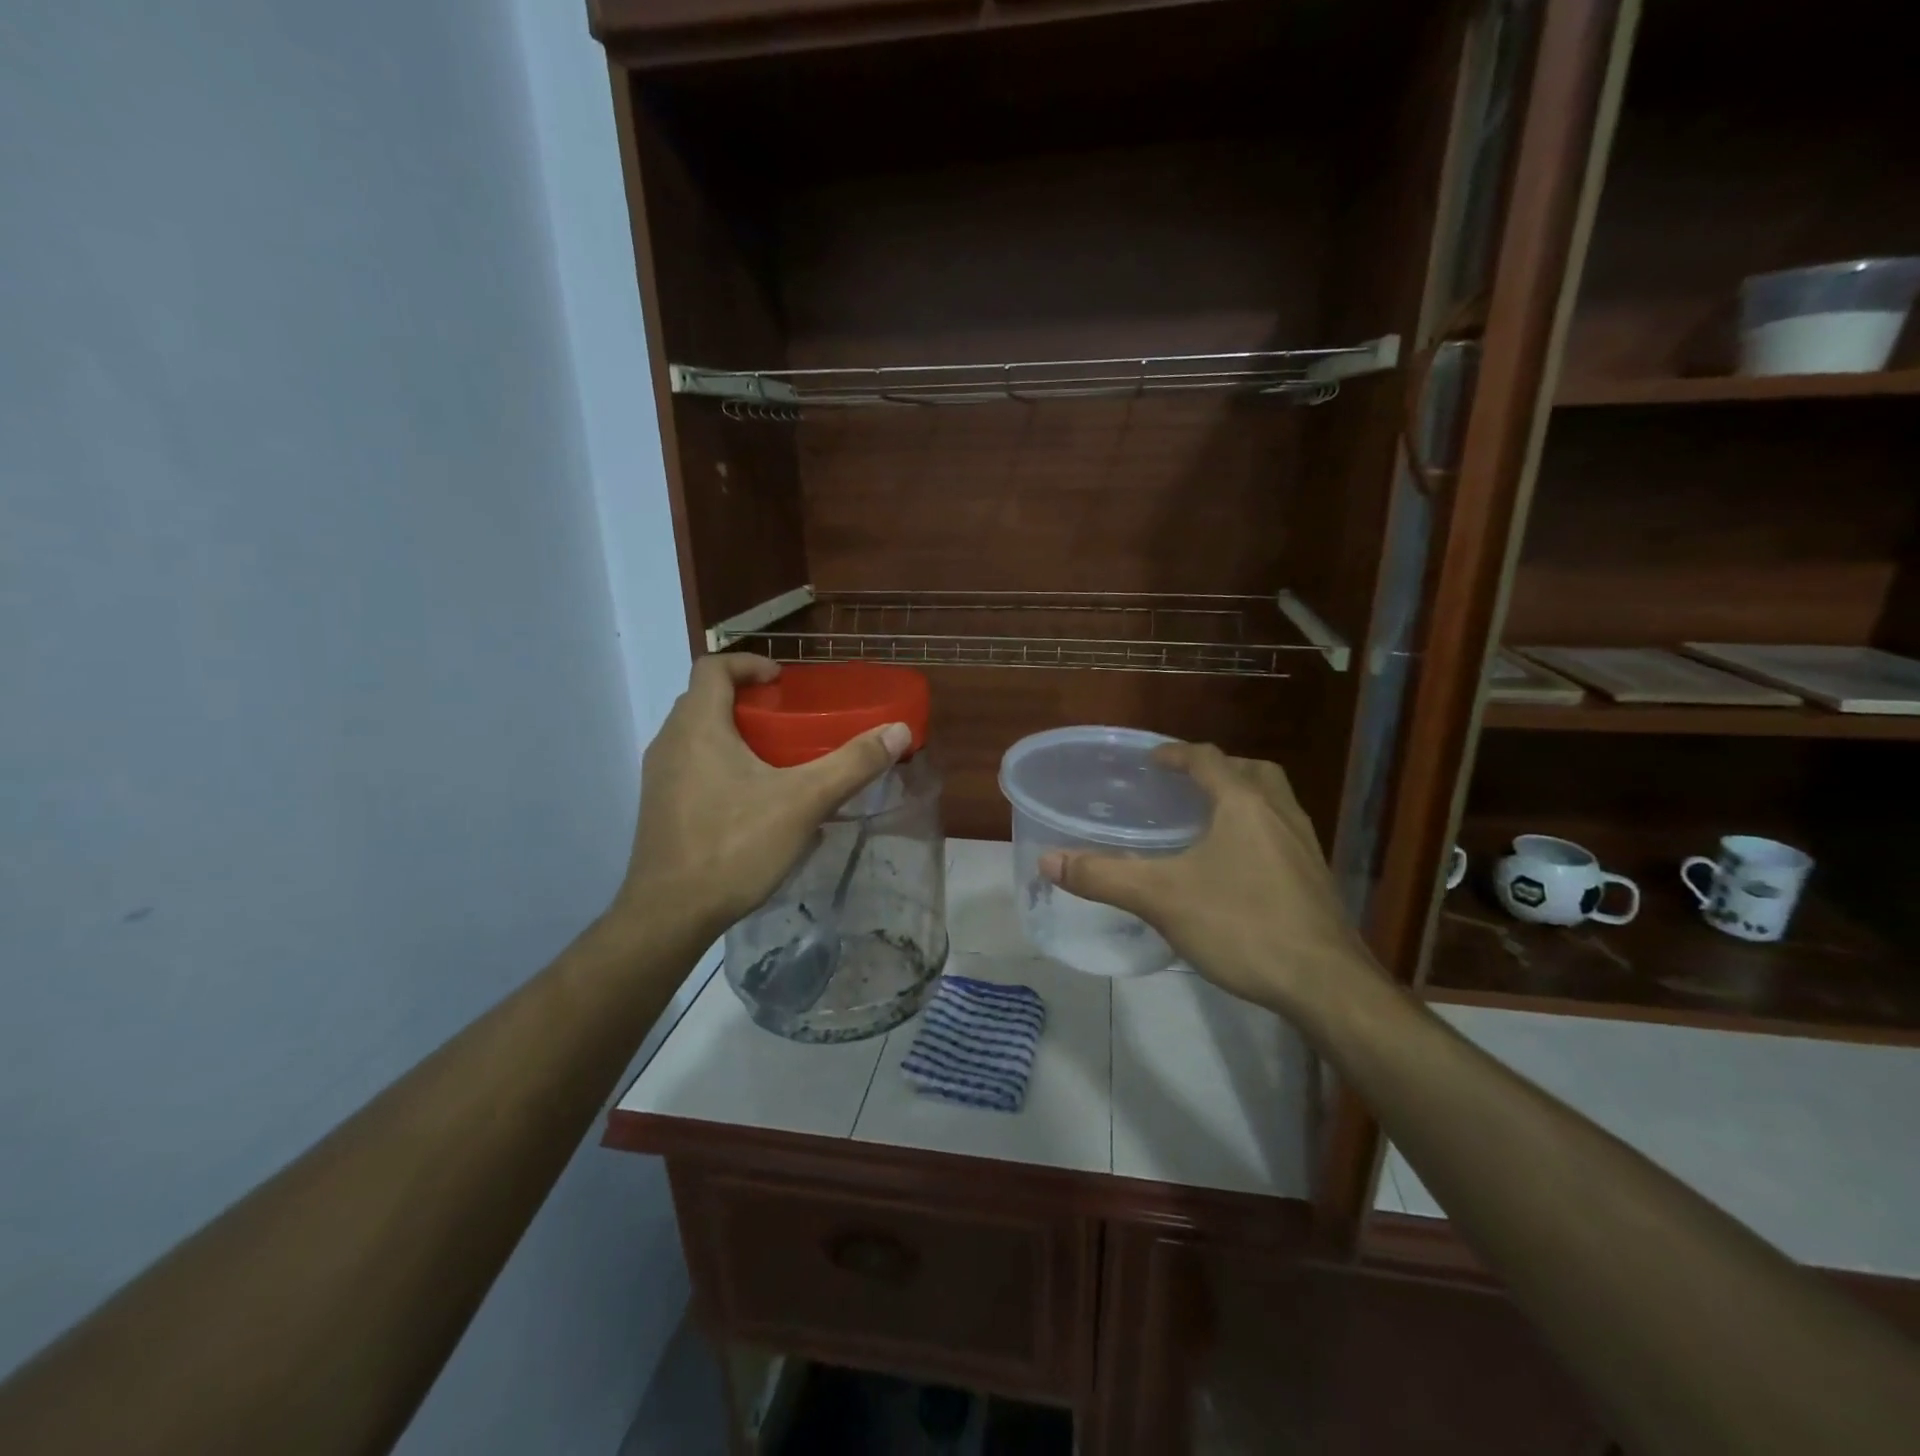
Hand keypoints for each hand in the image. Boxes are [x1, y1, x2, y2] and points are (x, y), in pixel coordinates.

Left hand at [612, 655, 910, 941]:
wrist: (669, 915)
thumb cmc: (734, 846)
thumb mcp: (804, 802)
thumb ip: (853, 763)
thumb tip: (898, 731)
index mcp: (698, 726)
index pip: (713, 668)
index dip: (750, 664)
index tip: (784, 683)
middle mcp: (670, 743)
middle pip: (706, 700)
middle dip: (748, 702)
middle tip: (789, 721)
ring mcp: (659, 778)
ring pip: (698, 737)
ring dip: (735, 735)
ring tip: (778, 760)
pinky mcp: (660, 809)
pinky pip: (692, 768)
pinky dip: (722, 766)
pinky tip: (755, 804)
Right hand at [1040, 744, 1378, 1025]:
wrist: (1326, 984)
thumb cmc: (1241, 925)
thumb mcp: (1160, 898)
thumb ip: (1103, 876)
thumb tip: (1048, 860)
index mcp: (1244, 804)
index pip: (1208, 759)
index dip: (1176, 753)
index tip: (1151, 761)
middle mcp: (1280, 814)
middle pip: (1252, 772)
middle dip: (1219, 771)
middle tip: (1186, 787)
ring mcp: (1306, 847)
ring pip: (1275, 803)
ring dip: (1243, 800)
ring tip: (1210, 824)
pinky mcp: (1316, 880)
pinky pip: (1284, 836)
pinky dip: (1259, 834)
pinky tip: (1238, 870)